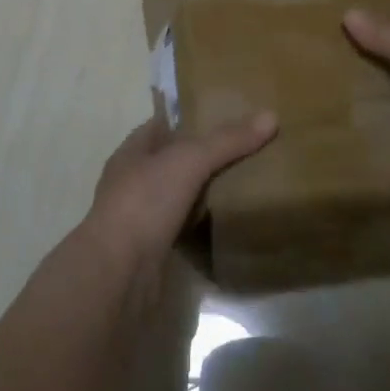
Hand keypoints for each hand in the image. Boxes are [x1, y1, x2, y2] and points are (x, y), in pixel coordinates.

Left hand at [85, 113, 277, 278]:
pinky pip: (183, 226)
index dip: (191, 118)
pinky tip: (227, 221)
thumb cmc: (145, 203)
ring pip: (179, 194)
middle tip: (246, 150)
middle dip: (204, 156)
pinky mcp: (152, 248)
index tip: (227, 116)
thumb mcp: (188, 161)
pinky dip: (202, 223)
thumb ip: (226, 141)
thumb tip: (270, 116)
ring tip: (244, 183)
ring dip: (204, 191)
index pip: (163, 124)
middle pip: (173, 160)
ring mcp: (141, 216)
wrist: (118, 274)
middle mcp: (133, 180)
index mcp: (132, 152)